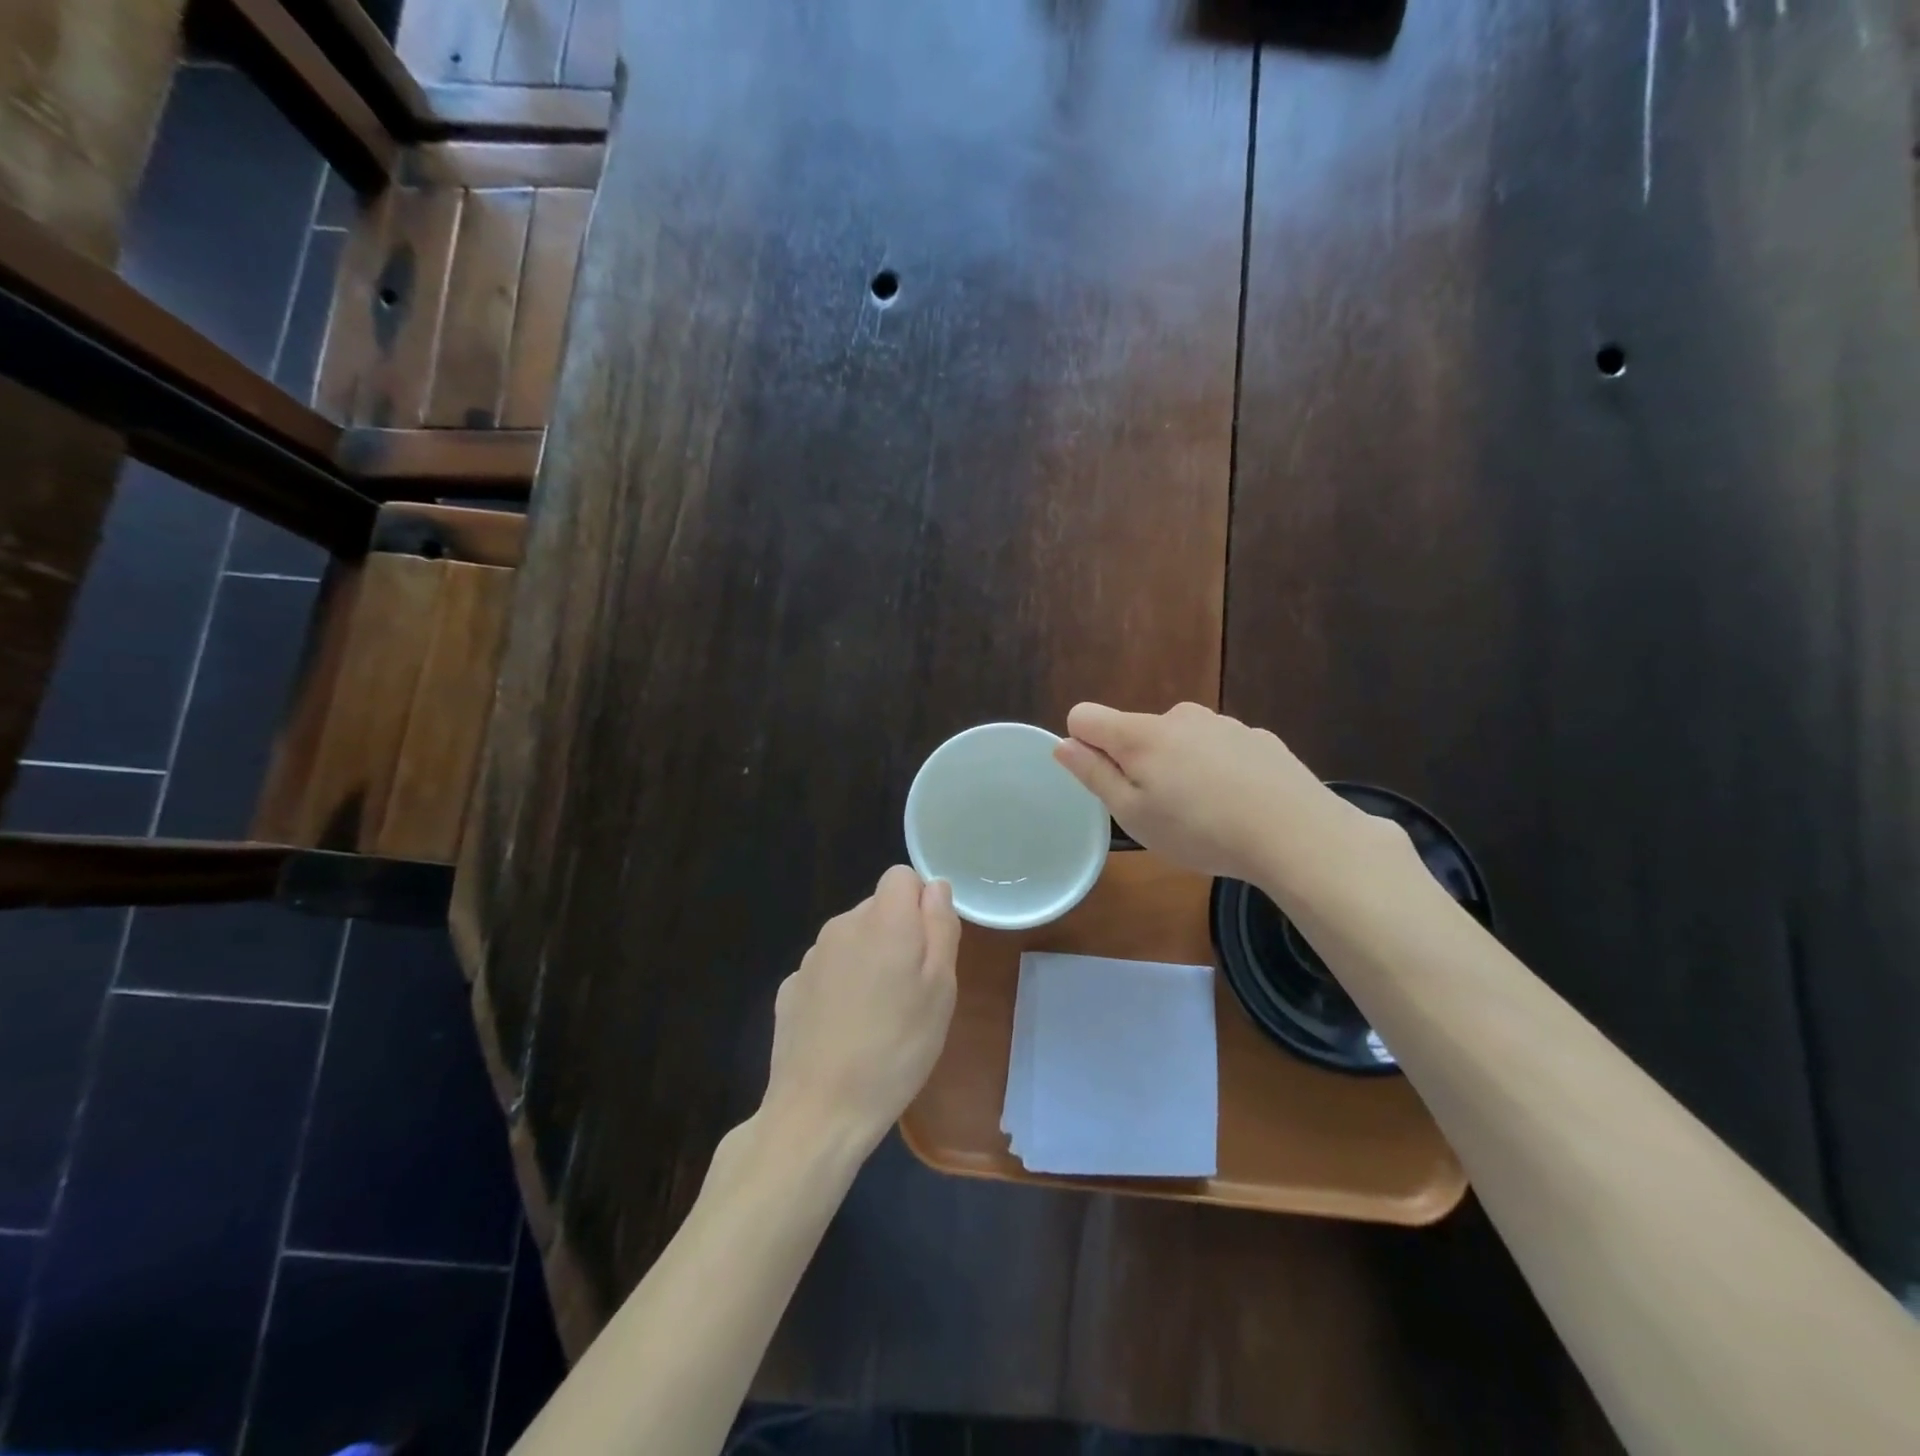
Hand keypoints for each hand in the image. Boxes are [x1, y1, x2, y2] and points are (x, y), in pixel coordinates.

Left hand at [763, 866, 960, 1151]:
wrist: (820, 1110)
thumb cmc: (896, 1049)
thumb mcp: (941, 990)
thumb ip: (941, 927)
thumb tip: (935, 888)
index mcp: (884, 920)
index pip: (902, 876)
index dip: (921, 902)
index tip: (929, 946)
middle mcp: (843, 925)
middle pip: (878, 908)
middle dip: (898, 934)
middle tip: (912, 990)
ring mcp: (811, 956)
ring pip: (852, 939)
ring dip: (869, 960)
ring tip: (880, 1015)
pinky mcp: (791, 987)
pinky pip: (828, 969)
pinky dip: (841, 985)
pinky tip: (845, 1029)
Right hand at [1055, 701, 1377, 886]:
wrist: (1297, 833)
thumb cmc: (1201, 830)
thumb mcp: (1133, 815)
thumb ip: (1094, 775)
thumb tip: (1062, 744)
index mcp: (1140, 734)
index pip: (1085, 716)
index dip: (1083, 745)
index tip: (1106, 781)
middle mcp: (1178, 716)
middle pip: (1136, 732)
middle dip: (1137, 764)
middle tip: (1161, 811)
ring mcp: (1221, 723)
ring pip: (1179, 741)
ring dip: (1179, 768)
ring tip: (1205, 814)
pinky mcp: (1256, 737)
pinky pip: (1218, 749)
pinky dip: (1217, 770)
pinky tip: (1240, 804)